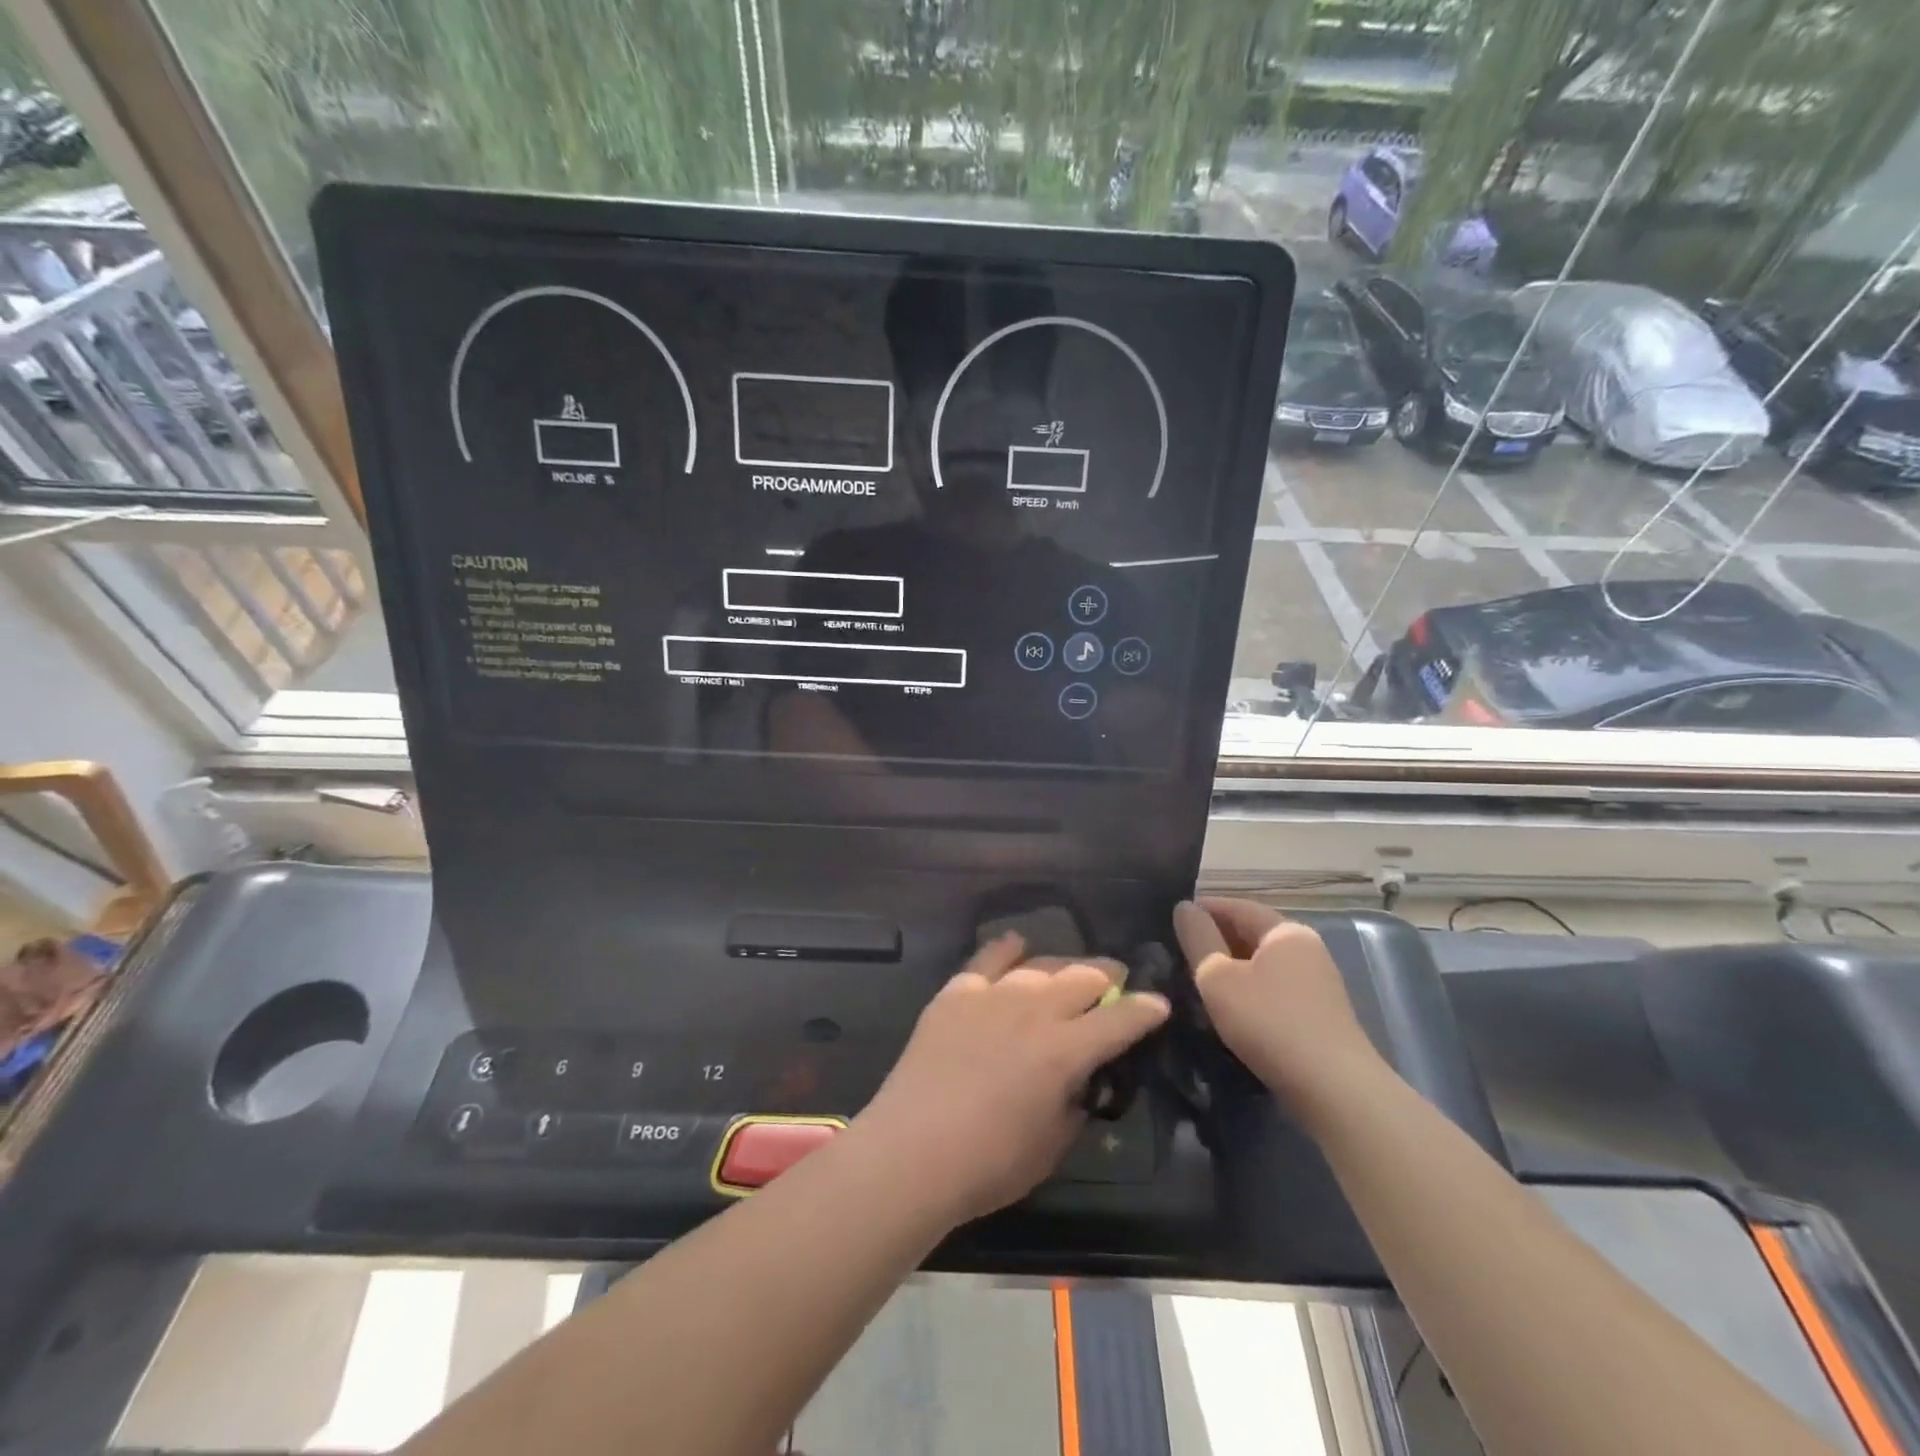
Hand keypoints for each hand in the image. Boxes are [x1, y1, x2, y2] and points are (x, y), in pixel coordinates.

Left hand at [854, 934, 1169, 1225]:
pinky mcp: (956, 992)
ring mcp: (993, 994)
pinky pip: (988, 958)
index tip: (1159, 1004)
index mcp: (1066, 1050)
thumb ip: (1074, 1105)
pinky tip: (1016, 946)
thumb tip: (1078, 1083)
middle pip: (1083, 976)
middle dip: (1108, 976)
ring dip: (1065, 965)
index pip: (1120, 1019)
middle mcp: (1034, 1010)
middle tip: (1116, 980)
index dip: (1146, 1010)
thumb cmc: (988, 1164)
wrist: (911, 1150)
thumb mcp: (1052, 1146)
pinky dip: (1008, 949)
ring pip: (1041, 964)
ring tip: (1072, 970)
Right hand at [1173, 898, 1381, 1109]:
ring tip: (1196, 980)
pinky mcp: (1320, 1014)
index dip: (1203, 908)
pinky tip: (1229, 1008)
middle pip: (1252, 933)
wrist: (1334, 1089)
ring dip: (1231, 967)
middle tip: (1177, 951)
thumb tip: (1184, 907)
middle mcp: (1307, 948)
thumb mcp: (1218, 977)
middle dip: (1216, 938)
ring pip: (1263, 964)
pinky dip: (1249, 989)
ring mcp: (1318, 982)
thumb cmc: (1269, 1022)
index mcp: (1285, 931)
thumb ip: (1197, 938)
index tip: (1172, 918)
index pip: (1237, 906)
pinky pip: (1275, 988)